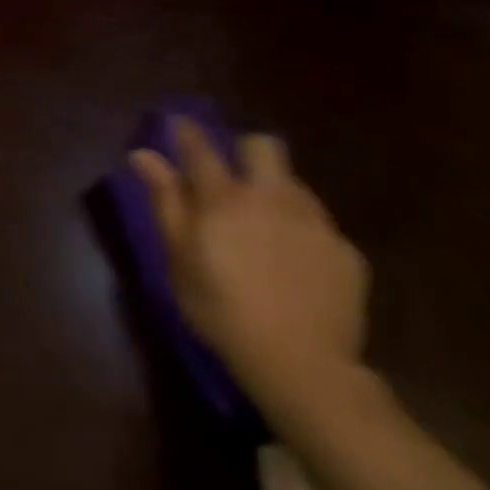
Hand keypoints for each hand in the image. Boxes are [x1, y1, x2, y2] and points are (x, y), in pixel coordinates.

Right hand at [130, 121, 369, 422]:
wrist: (302, 365)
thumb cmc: (220, 309)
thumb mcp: (178, 258)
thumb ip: (164, 201)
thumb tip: (143, 155)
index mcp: (224, 198)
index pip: (200, 148)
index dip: (185, 132)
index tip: (177, 124)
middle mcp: (272, 198)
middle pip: (264, 147)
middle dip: (246, 152)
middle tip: (232, 179)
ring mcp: (315, 223)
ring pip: (294, 184)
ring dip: (274, 192)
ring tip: (263, 227)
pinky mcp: (346, 251)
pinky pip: (319, 225)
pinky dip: (301, 233)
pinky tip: (294, 264)